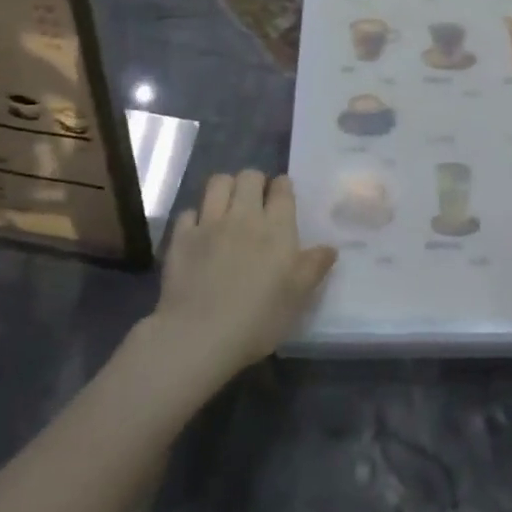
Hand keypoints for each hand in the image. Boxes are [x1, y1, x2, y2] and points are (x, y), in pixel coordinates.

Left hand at [149, 170, 336, 383]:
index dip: (283, 187)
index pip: (282, 189)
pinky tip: (199, 231)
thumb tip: (330, 247)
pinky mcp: (181, 238)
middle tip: (256, 200)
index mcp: (276, 227)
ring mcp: (209, 224)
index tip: (282, 195)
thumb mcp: (298, 296)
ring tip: (228, 205)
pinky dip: (196, 217)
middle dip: (255, 182)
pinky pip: (189, 212)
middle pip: (249, 177)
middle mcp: (243, 215)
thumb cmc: (259, 317)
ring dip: (226, 188)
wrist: (200, 335)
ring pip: (218, 183)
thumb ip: (314, 266)